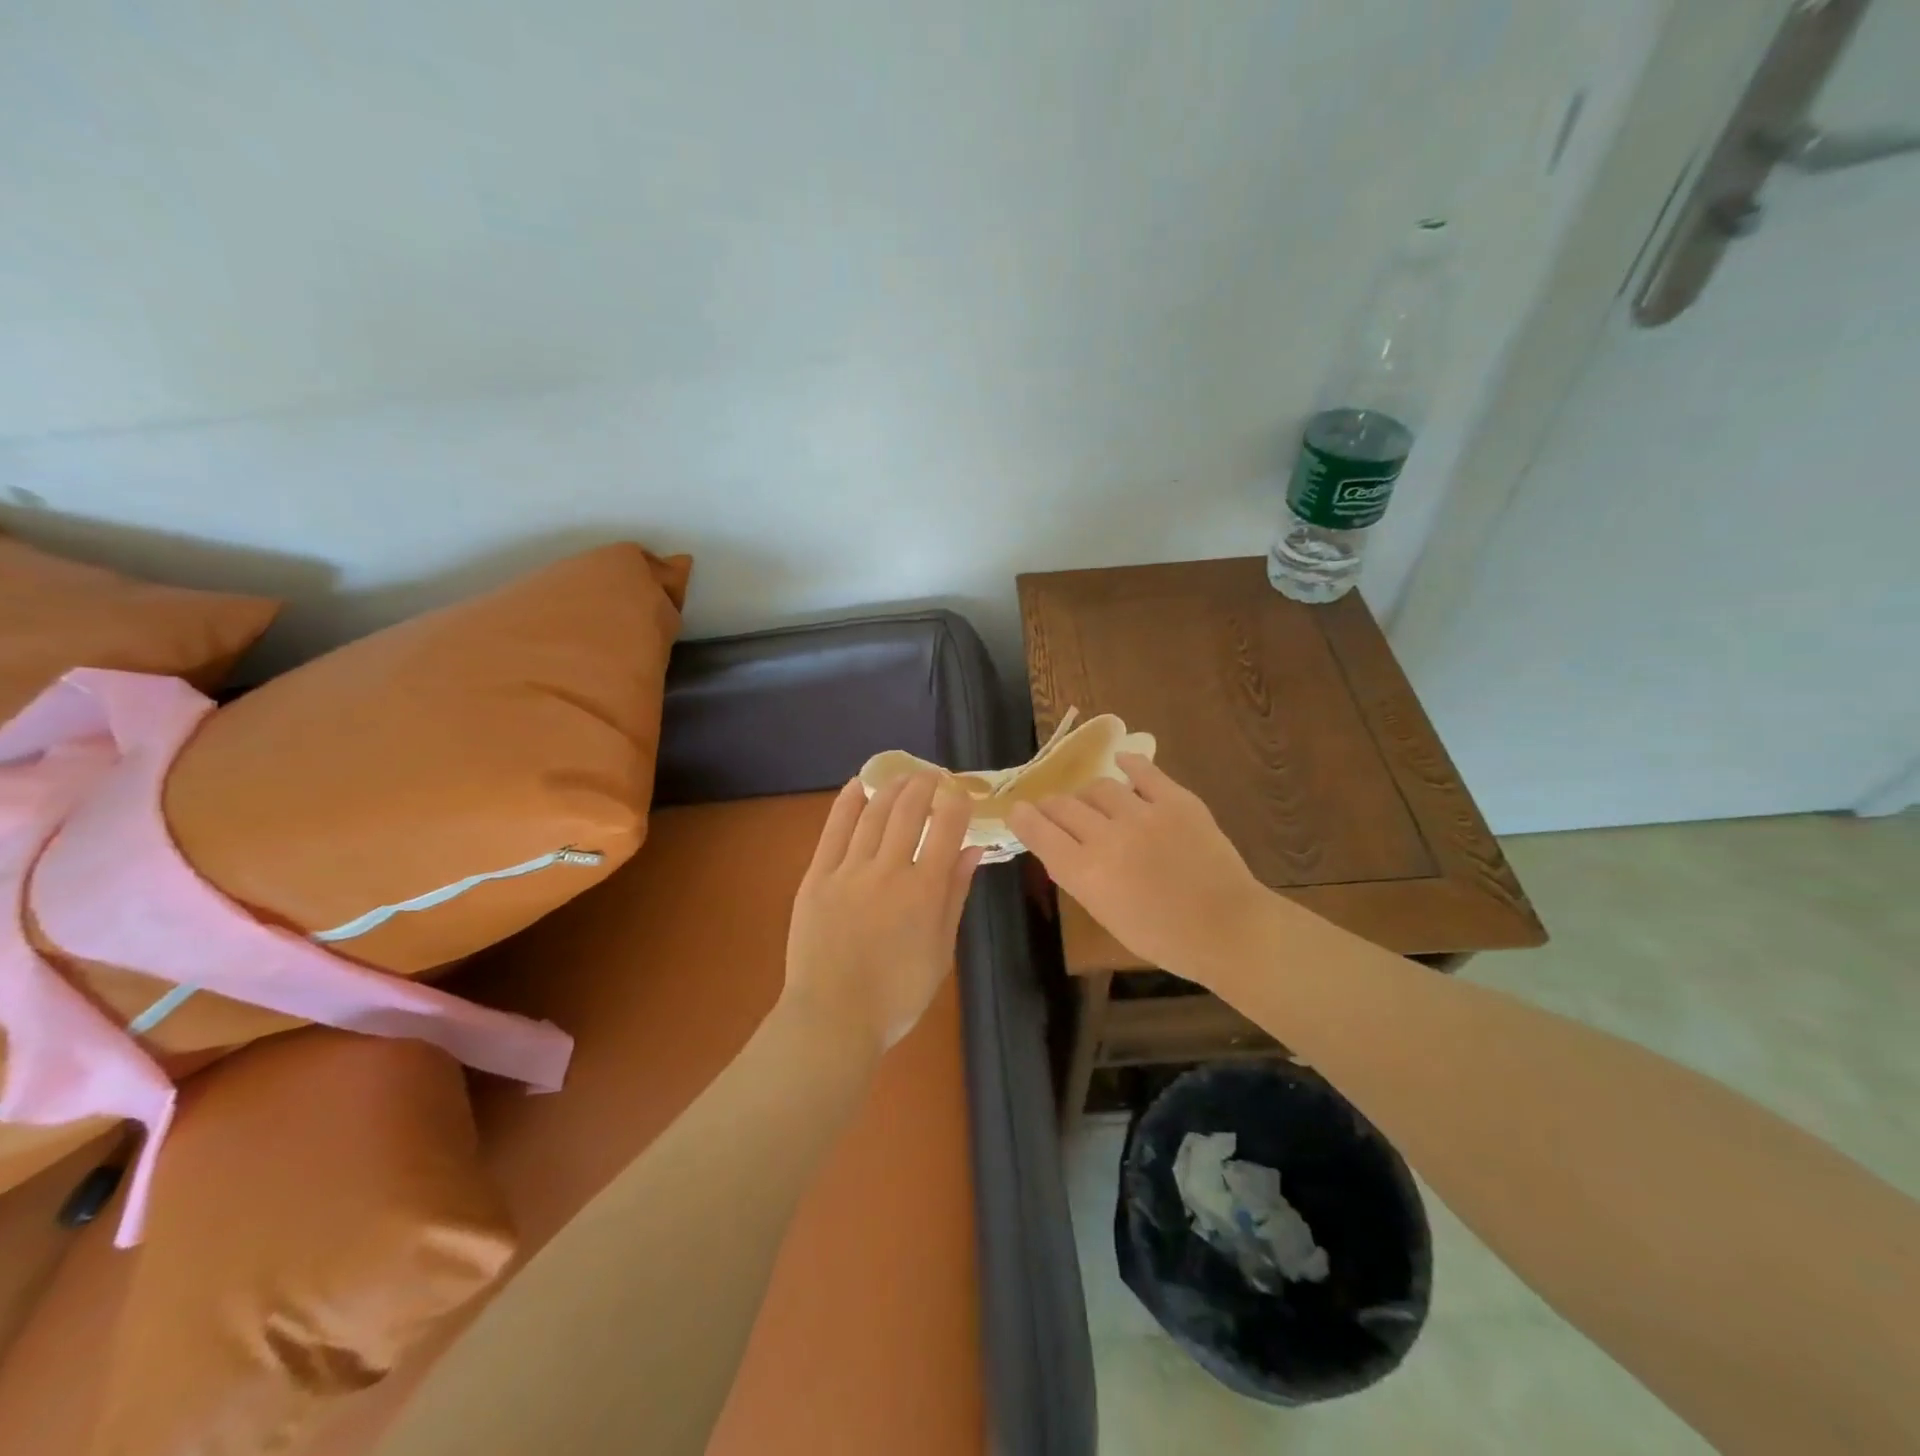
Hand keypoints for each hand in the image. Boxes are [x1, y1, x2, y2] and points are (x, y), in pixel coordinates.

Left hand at [784, 773, 983, 1052]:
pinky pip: (834, 830)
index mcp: (924, 891)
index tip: (962, 793)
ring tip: (904, 776)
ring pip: (874, 813)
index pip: (946, 829)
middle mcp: (888, 870)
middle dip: (925, 785)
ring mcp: (849, 871)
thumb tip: (972, 850)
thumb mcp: (941, 950)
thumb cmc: (897, 994)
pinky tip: (859, 785)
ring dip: (892, 787)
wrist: (832, 1018)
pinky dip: (848, 802)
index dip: (957, 803)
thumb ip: (955, 896)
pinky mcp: (817, 876)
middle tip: (933, 776)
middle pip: (909, 811)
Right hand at [1007, 754, 1272, 988]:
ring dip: (1089, 795)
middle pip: (1063, 805)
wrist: (1227, 929)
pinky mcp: (1176, 800)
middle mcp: (1107, 837)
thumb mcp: (1106, 915)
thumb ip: (1080, 878)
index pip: (1039, 831)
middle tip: (1053, 810)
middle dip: (1051, 806)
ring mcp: (1143, 814)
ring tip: (1094, 802)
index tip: (1017, 812)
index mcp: (1085, 873)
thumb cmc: (1163, 938)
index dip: (1022, 818)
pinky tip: (1121, 764)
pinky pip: (1143, 771)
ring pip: (1098, 786)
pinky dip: (1128, 764)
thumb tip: (1062, 849)